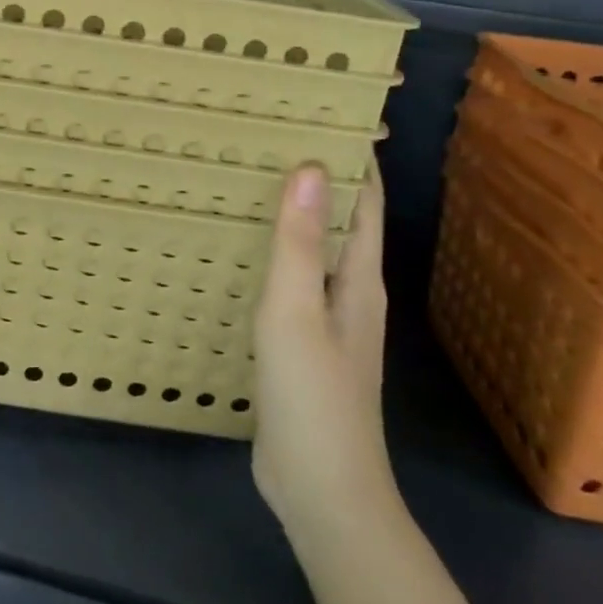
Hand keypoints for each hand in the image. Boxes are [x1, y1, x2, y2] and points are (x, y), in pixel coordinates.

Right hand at [251, 162, 398, 550]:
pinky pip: (289, 282)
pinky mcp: (301, 345)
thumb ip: (298, 243)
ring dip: (291, 216)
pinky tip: (238, 252)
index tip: (325, 113)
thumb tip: (309, 165)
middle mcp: (349, 292)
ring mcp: (325, 321)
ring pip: (312, 251)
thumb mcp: (296, 312)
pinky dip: (272, 255)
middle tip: (268, 137)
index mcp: (358, 279)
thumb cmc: (313, 395)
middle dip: (315, 178)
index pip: (364, 202)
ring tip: (248, 182)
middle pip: (338, 221)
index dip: (355, 158)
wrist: (322, 489)